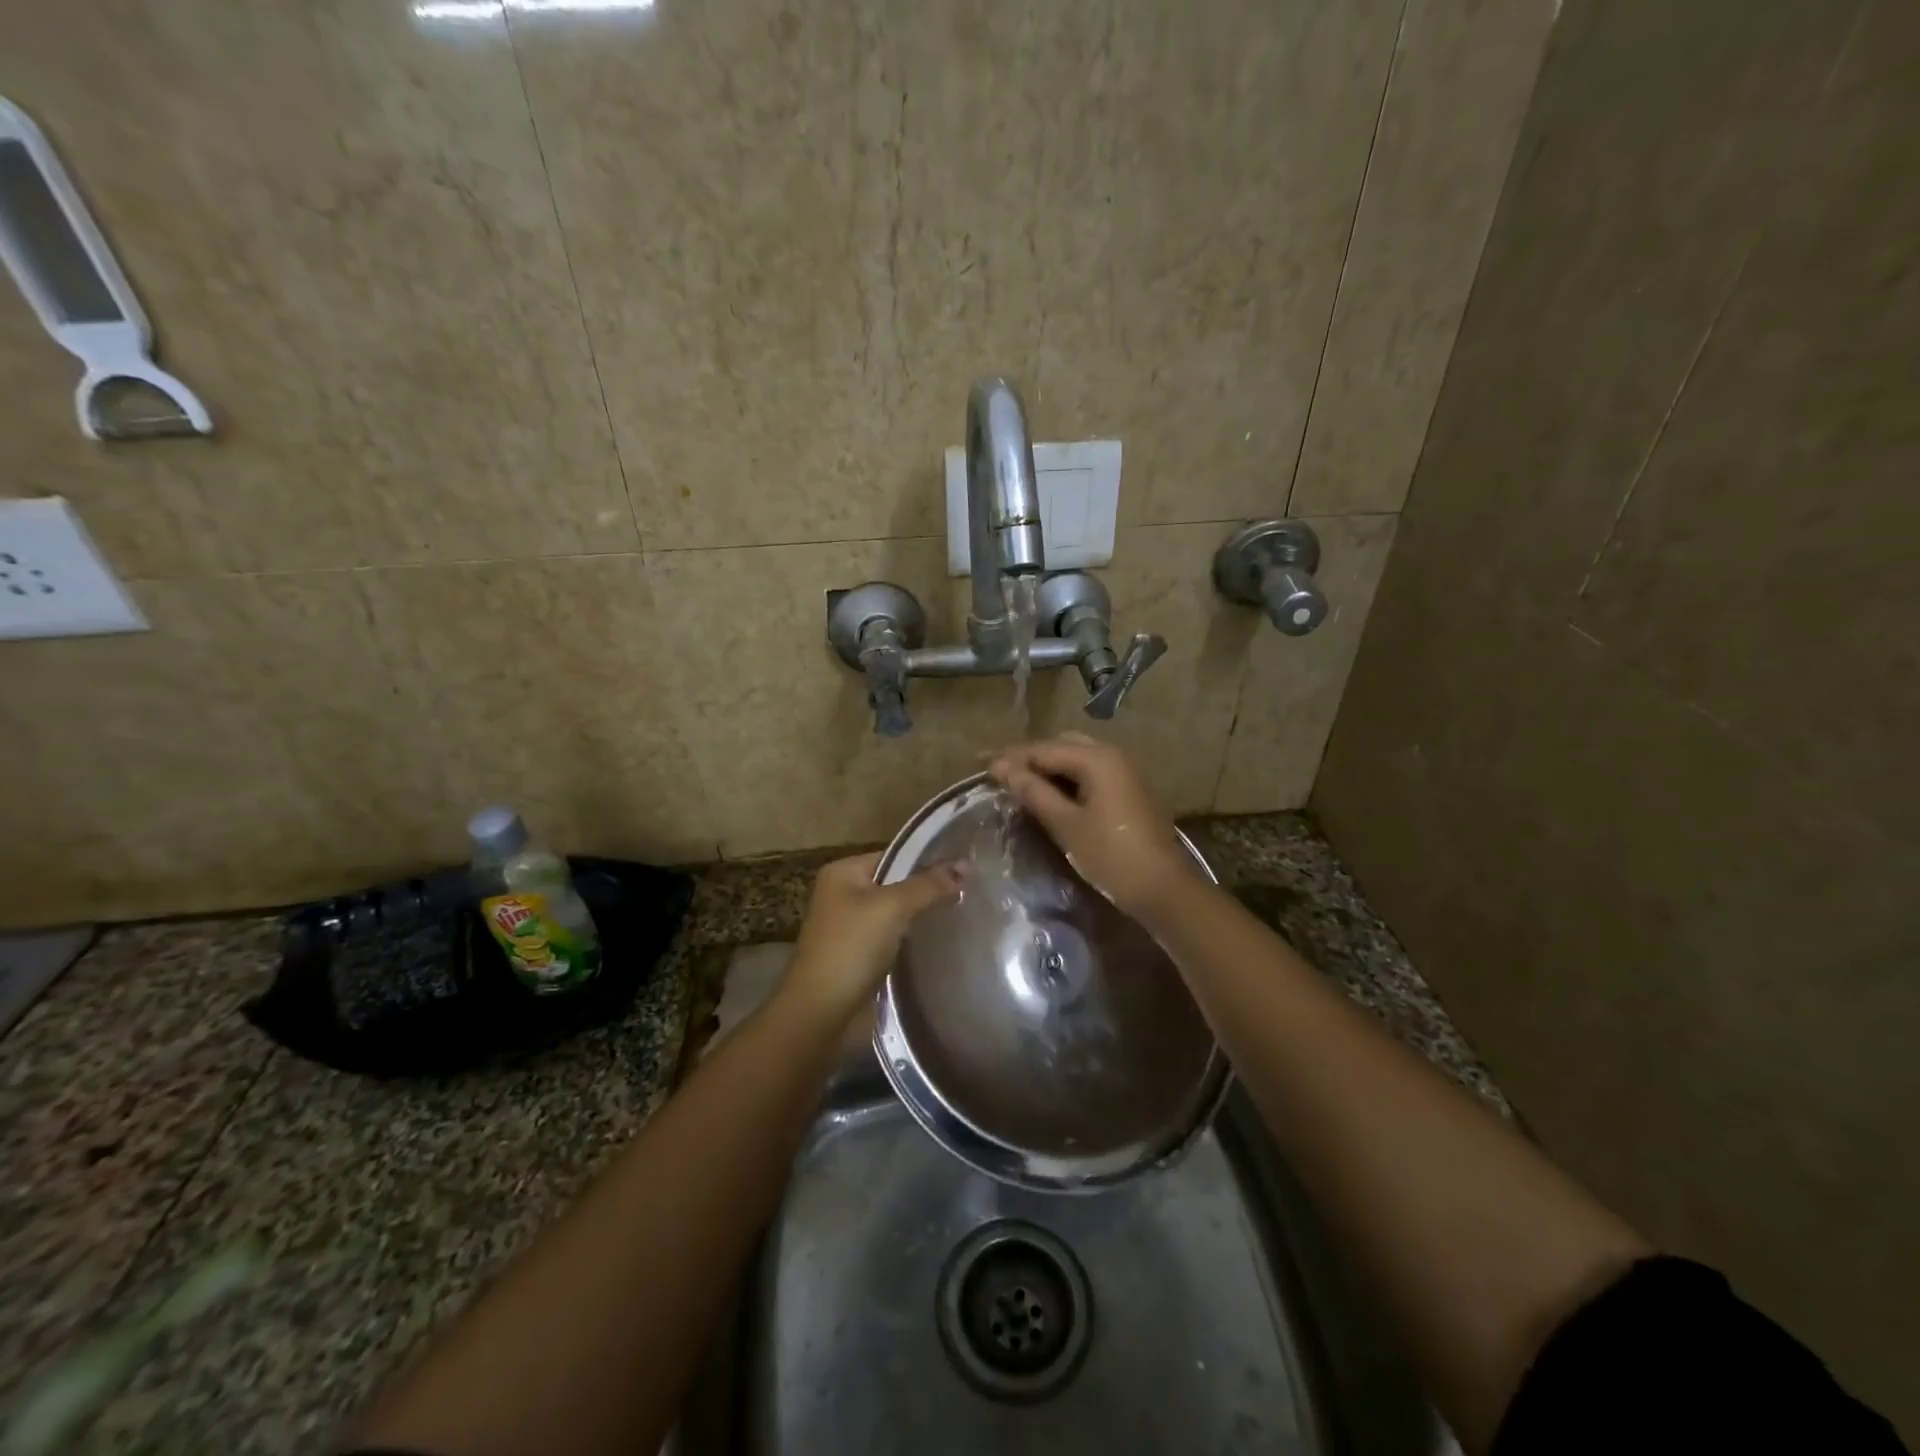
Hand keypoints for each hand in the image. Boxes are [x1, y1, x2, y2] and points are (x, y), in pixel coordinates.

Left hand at [784, 852, 962, 1018]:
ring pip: (896, 913)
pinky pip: (892, 937)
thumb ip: (928, 885)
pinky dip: (911, 939)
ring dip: (921, 916)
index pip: (895, 856)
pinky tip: (938, 942)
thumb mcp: (892, 908)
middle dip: (927, 890)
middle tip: (969, 894)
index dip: (928, 861)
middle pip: (896, 883)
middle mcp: (843, 894)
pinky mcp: (858, 955)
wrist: (820, 1012)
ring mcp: (849, 926)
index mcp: (843, 872)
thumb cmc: (851, 949)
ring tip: (960, 915)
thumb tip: (965, 867)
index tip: (965, 871)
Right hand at [987, 734, 1195, 919]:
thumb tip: (1001, 768)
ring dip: (1047, 766)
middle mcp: (1112, 755)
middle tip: (997, 771)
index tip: (979, 763)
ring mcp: (1123, 772)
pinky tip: (1047, 793)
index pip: (1043, 749)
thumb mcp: (1066, 824)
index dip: (1009, 757)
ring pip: (1076, 758)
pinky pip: (1088, 772)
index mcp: (1097, 758)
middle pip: (1060, 746)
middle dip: (1028, 756)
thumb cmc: (1111, 855)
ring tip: (1017, 781)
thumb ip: (1033, 791)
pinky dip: (1065, 778)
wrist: (1163, 889)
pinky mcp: (1127, 790)